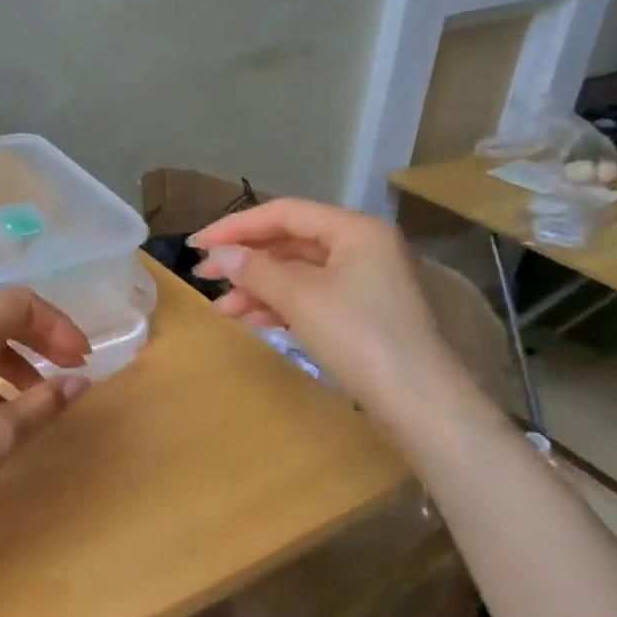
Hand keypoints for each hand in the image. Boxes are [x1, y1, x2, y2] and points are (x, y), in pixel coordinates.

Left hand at [0, 288, 91, 540]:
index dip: (58, 325)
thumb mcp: (3, 434)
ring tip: (37, 396)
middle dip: (41, 337)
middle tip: (69, 369)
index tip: (80, 359)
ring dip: (17, 357)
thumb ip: (46, 402)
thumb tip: (80, 382)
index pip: (22, 302)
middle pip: (1, 314)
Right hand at [190, 198, 464, 418]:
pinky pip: (310, 298)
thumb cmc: (360, 338)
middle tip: (203, 276)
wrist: (419, 403)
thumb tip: (219, 254)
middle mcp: (362, 248)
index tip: (196, 245)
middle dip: (245, 260)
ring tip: (221, 309)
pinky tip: (250, 320)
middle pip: (290, 242)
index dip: (236, 226)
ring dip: (257, 288)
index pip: (284, 213)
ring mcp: (363, 282)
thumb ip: (256, 270)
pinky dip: (279, 306)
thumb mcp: (302, 299)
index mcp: (355, 230)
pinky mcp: (360, 315)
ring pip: (298, 274)